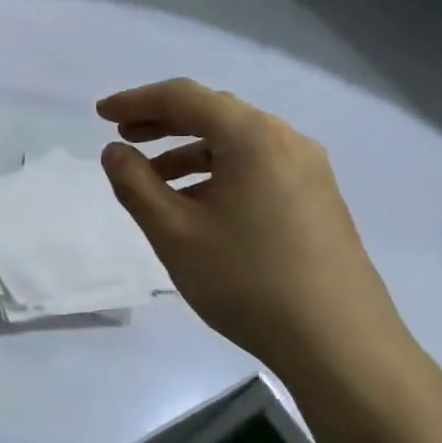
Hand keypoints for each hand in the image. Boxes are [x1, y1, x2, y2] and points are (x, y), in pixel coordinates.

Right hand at [97, 79, 412, 383]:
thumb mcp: (174, 232)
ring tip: (152, 179)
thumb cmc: (246, 281)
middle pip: (214, 113)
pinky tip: (197, 205)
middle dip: (163, 121)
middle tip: (122, 138)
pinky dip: (218, 172)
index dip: (136, 100)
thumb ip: (135, 184)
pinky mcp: (318, 199)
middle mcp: (286, 141)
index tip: (101, 115)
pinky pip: (257, 167)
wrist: (340, 345)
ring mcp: (309, 170)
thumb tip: (115, 151)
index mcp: (252, 137)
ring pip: (236, 143)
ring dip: (189, 151)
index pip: (184, 97)